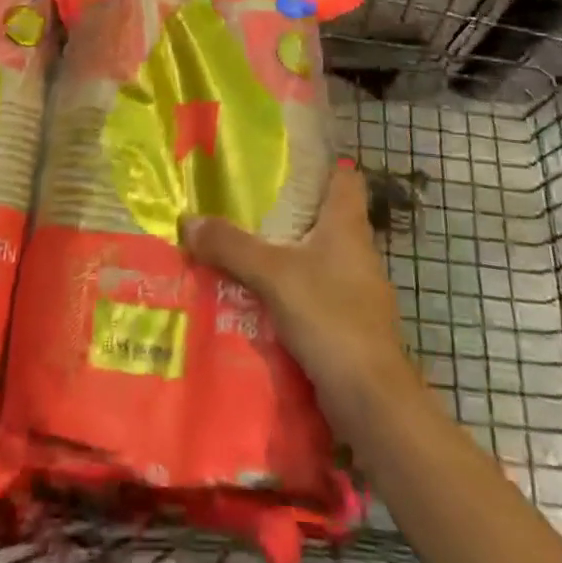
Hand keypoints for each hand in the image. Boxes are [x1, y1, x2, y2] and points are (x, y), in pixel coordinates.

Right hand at [181, 163, 417, 426]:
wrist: (373, 402)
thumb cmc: (331, 318)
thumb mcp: (273, 275)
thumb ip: (231, 246)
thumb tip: (188, 220)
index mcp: (348, 225)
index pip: (344, 178)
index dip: (320, 165)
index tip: (284, 160)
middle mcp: (357, 251)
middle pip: (325, 217)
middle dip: (289, 211)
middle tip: (245, 204)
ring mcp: (357, 291)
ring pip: (317, 258)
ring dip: (286, 255)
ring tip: (242, 248)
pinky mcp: (349, 325)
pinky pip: (315, 295)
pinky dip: (291, 292)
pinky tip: (258, 298)